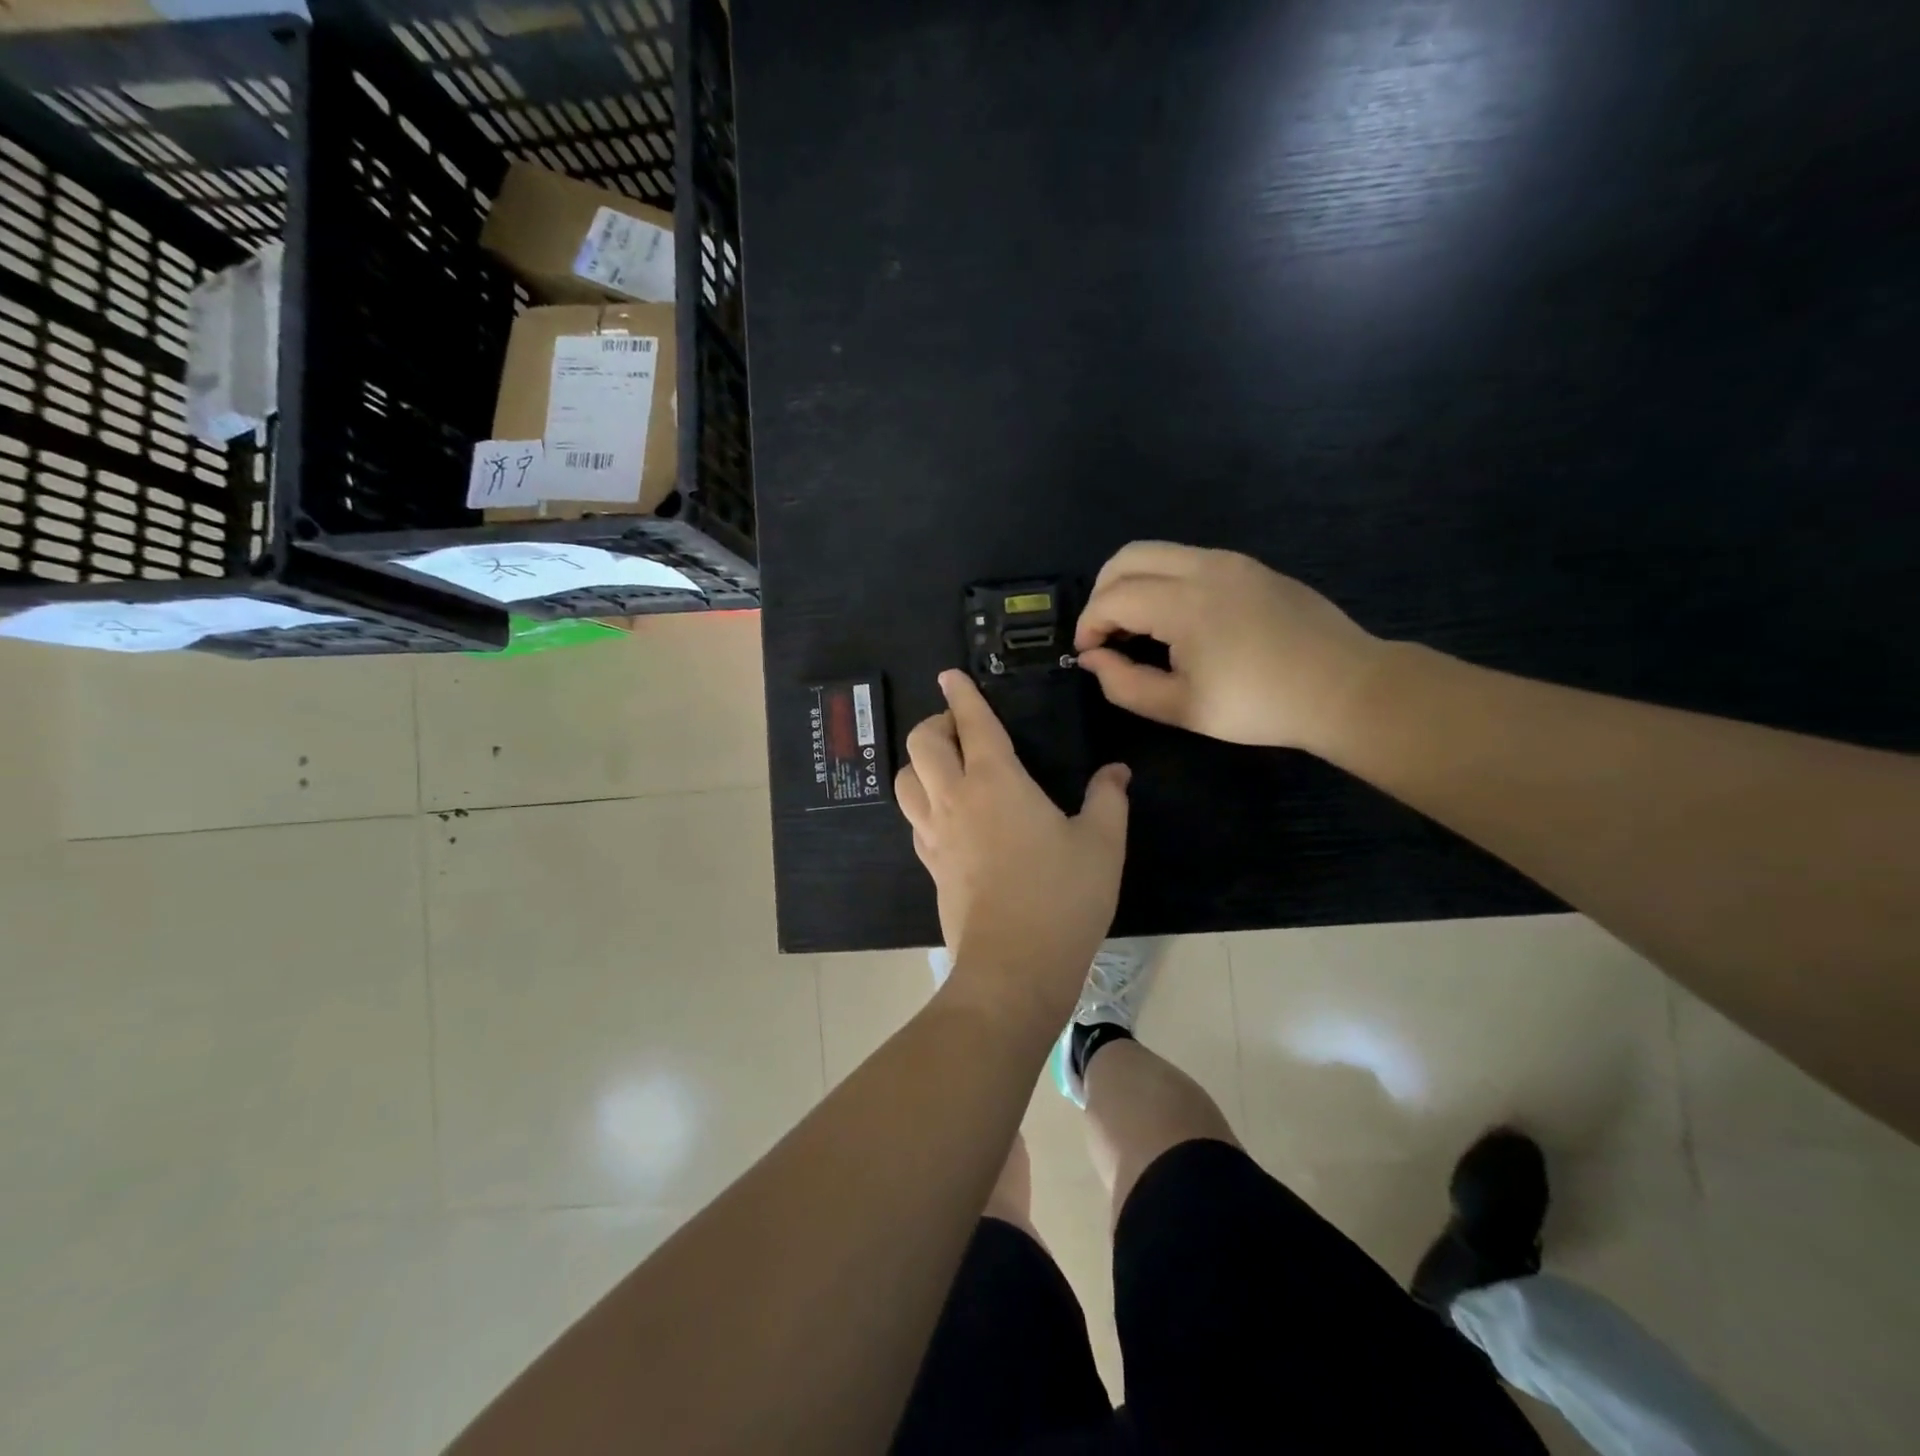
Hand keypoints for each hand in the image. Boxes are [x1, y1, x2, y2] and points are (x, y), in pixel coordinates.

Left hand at [896, 671, 1130, 1005]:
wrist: (1014, 967)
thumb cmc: (1062, 897)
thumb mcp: (1102, 844)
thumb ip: (1108, 799)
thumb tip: (1116, 771)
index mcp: (996, 781)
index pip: (971, 722)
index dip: (961, 693)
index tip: (950, 676)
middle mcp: (955, 798)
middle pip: (921, 742)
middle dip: (936, 723)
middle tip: (963, 729)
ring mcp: (935, 833)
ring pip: (905, 779)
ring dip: (921, 762)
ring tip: (949, 767)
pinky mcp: (930, 864)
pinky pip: (914, 818)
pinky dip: (924, 802)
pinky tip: (948, 814)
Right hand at [1074, 541, 1384, 752]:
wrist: (1343, 688)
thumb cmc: (1258, 705)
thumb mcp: (1182, 708)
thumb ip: (1124, 684)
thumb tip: (1092, 659)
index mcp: (1184, 602)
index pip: (1112, 597)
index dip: (1088, 626)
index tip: (1088, 656)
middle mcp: (1203, 566)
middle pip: (1127, 557)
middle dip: (1102, 593)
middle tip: (1105, 635)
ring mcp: (1231, 561)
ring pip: (1158, 552)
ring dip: (1132, 583)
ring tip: (1136, 628)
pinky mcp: (1251, 566)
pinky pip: (1188, 559)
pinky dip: (1163, 580)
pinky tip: (1176, 620)